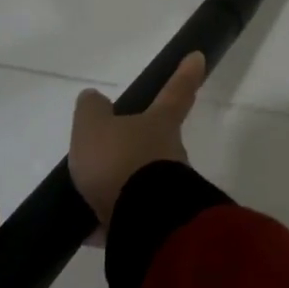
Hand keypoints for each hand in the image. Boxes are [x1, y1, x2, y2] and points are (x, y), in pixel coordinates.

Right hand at [69, 53, 205, 231]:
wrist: (142, 220)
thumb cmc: (119, 161)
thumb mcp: (93, 128)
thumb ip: (91, 111)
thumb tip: (95, 99)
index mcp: (160, 124)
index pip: (176, 92)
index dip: (185, 74)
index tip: (199, 57)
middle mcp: (171, 153)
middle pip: (156, 142)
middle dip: (137, 146)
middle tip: (108, 152)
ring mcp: (168, 189)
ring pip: (142, 181)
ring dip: (121, 186)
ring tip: (89, 195)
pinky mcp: (158, 221)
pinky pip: (131, 214)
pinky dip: (112, 220)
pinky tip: (89, 230)